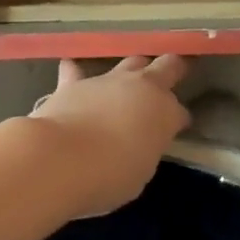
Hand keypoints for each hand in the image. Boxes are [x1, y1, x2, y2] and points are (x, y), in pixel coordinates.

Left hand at [28, 56, 190, 215]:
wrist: (61, 158)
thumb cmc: (109, 176)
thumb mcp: (140, 171)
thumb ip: (144, 148)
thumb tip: (140, 140)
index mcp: (164, 112)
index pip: (179, 111)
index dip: (178, 119)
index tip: (176, 128)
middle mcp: (141, 87)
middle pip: (165, 66)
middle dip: (171, 69)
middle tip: (174, 73)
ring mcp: (107, 80)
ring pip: (129, 62)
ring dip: (133, 70)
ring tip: (130, 77)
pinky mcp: (74, 83)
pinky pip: (76, 71)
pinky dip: (75, 72)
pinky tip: (71, 70)